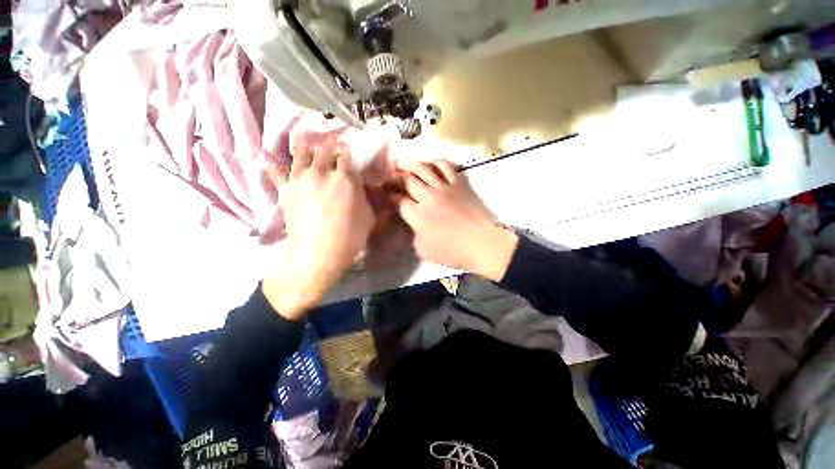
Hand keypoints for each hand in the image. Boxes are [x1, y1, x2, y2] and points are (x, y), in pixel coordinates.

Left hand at [262, 149, 375, 319]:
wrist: (318, 254)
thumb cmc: (350, 237)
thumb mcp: (370, 219)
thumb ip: (371, 201)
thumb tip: (378, 193)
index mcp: (346, 178)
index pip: (347, 155)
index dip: (348, 153)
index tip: (349, 155)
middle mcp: (322, 172)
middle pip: (325, 150)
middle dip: (330, 147)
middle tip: (332, 148)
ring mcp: (301, 178)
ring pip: (302, 153)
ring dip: (306, 148)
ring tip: (307, 144)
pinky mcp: (285, 190)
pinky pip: (275, 172)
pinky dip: (270, 164)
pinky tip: (264, 156)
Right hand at [397, 160, 517, 281]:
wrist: (484, 244)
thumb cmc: (454, 252)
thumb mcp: (425, 251)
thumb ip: (414, 236)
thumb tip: (414, 226)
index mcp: (418, 215)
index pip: (399, 201)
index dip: (391, 197)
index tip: (388, 197)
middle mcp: (428, 197)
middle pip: (407, 180)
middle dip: (395, 179)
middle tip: (392, 179)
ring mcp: (445, 187)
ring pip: (424, 168)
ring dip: (412, 165)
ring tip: (406, 166)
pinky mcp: (460, 183)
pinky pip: (446, 166)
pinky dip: (437, 162)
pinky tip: (432, 164)